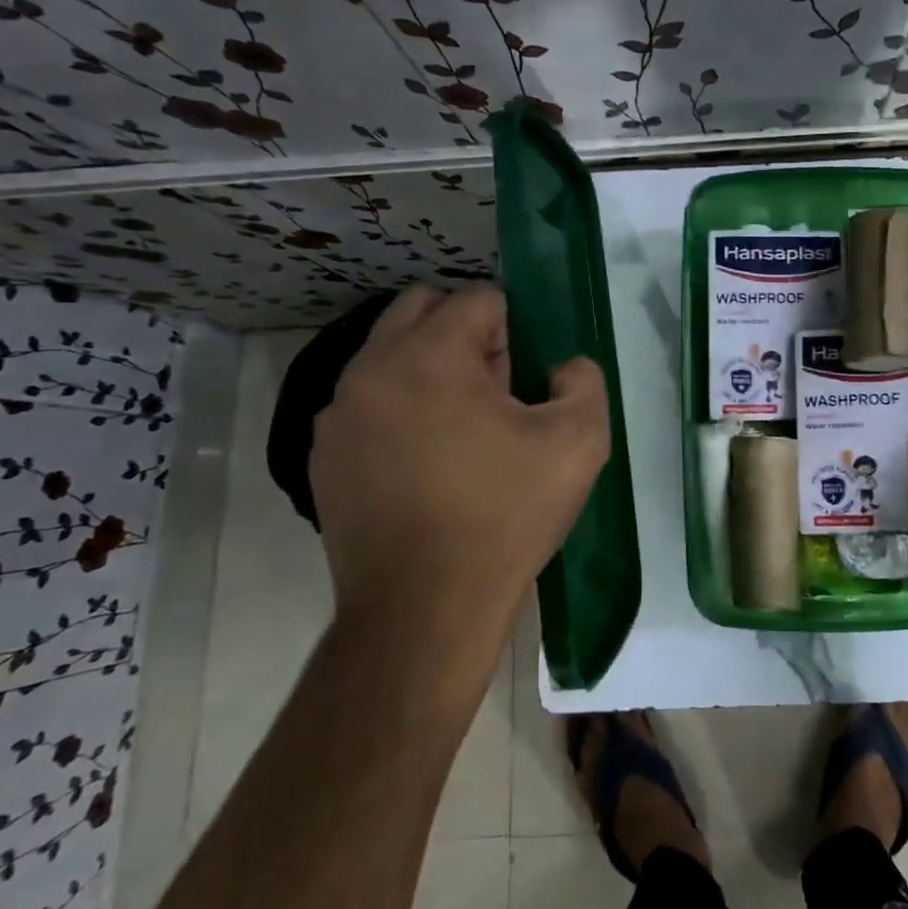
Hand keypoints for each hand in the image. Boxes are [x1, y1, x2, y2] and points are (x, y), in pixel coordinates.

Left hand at [308, 286, 609, 679]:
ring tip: (464, 432)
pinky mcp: (324, 456)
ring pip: (390, 355)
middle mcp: (370, 369)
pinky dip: (400, 409)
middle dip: (465, 333)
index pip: (477, 298)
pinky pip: (369, 403)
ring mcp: (337, 414)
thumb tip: (560, 368)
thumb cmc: (506, 516)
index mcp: (429, 356)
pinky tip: (427, 465)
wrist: (424, 610)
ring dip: (431, 370)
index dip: (514, 330)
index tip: (525, 380)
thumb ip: (583, 381)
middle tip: (498, 391)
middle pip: (421, 309)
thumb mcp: (580, 441)